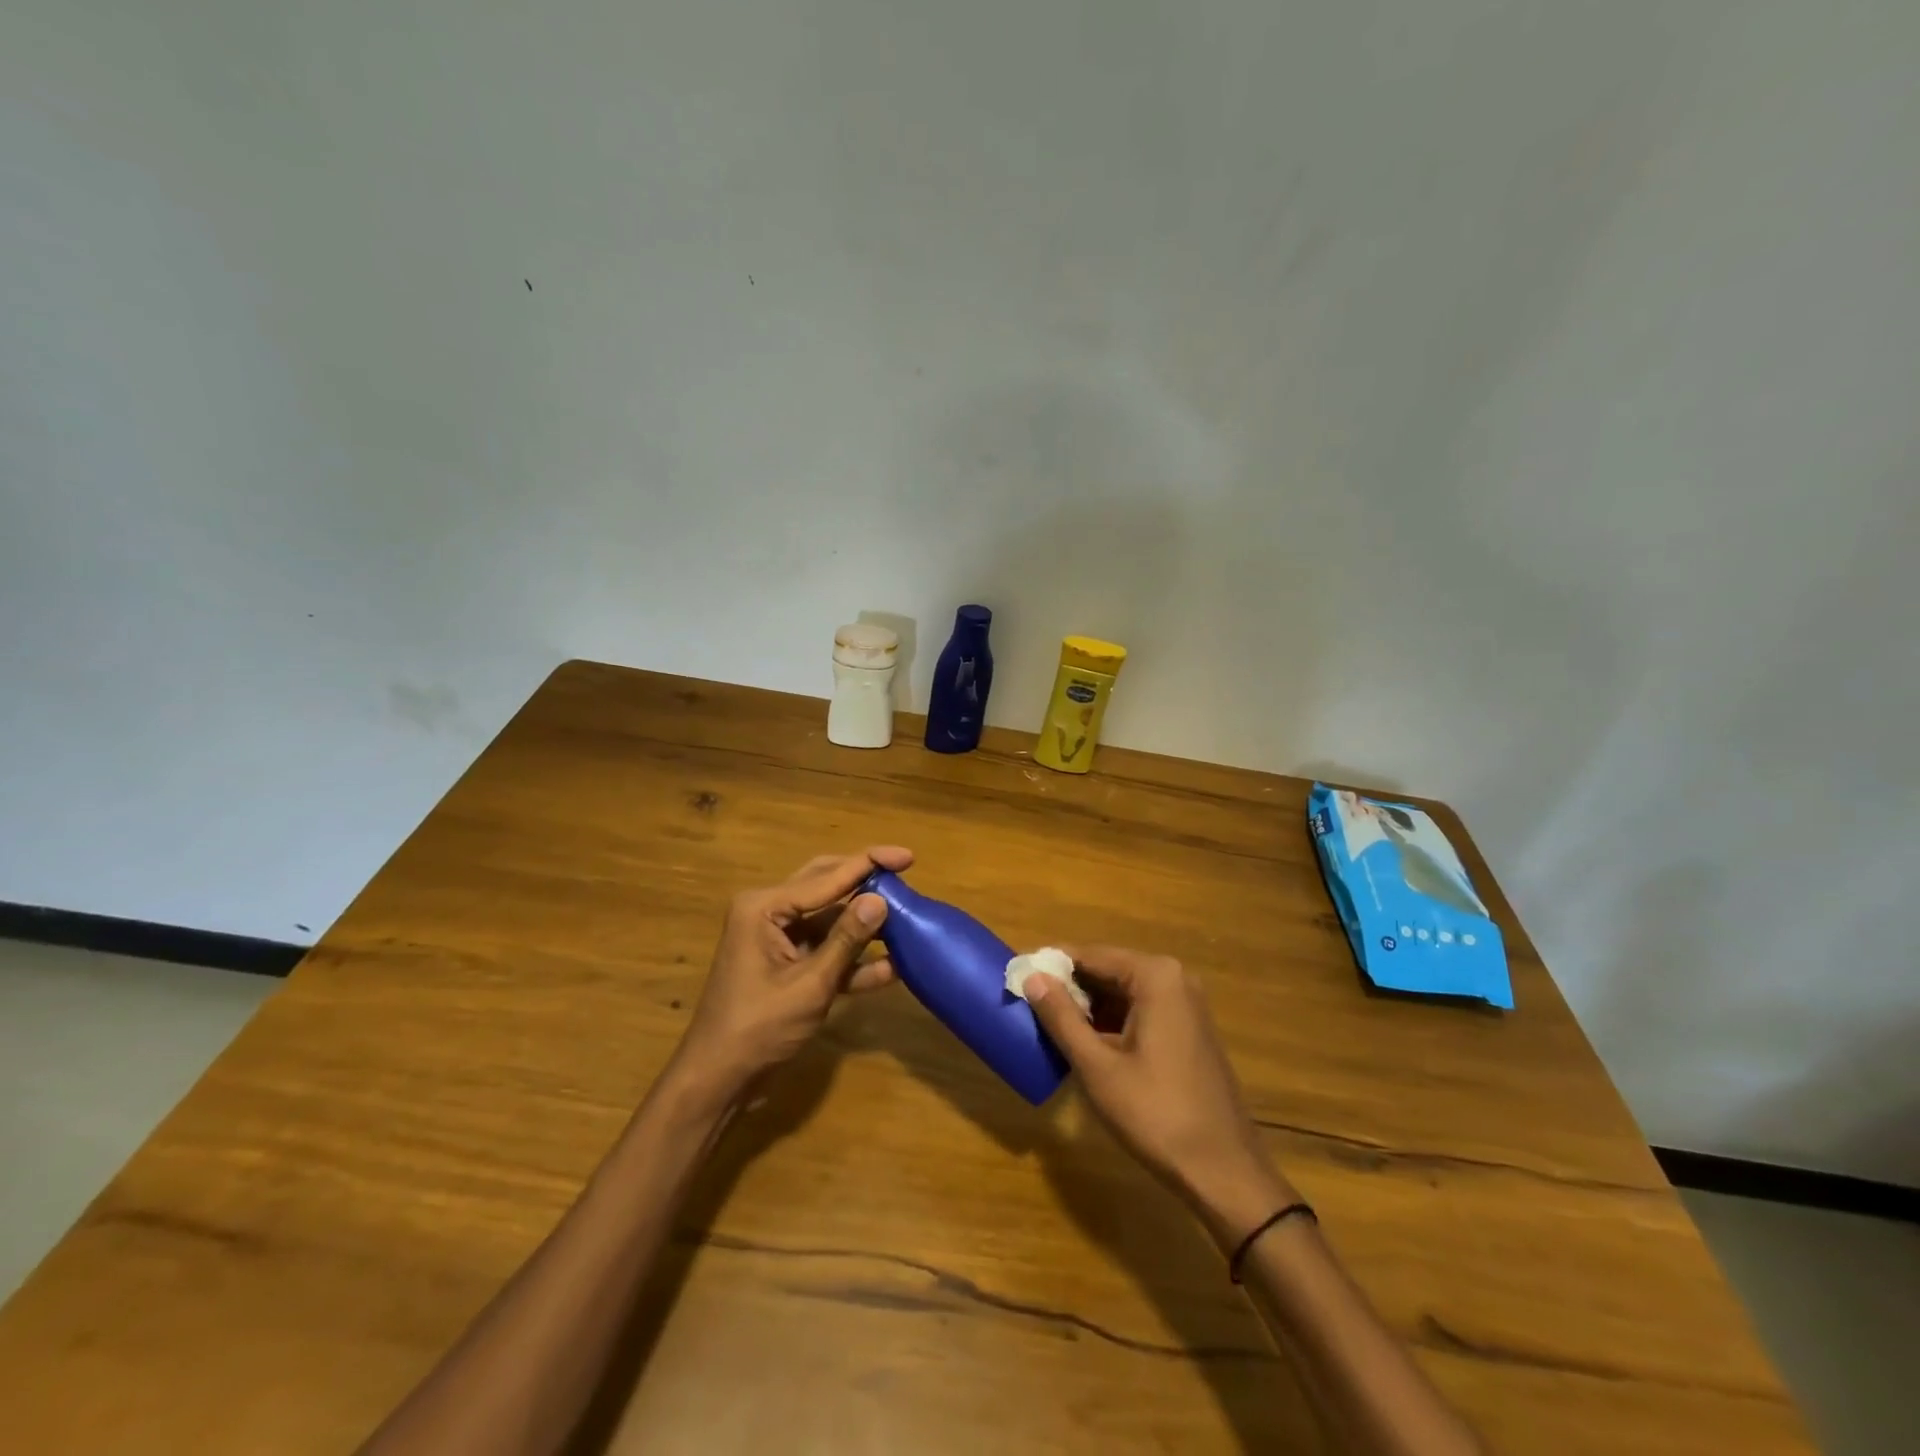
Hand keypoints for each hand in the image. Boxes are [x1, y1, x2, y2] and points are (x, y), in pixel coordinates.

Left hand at [671, 846, 911, 1101]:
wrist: (718, 1081)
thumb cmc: (758, 1029)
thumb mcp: (810, 985)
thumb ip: (847, 939)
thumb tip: (881, 899)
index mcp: (764, 907)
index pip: (826, 876)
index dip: (869, 863)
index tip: (908, 856)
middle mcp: (769, 912)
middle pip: (827, 885)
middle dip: (866, 882)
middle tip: (905, 873)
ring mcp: (777, 939)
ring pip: (830, 918)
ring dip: (864, 923)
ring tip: (907, 920)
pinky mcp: (787, 964)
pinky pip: (826, 949)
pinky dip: (853, 957)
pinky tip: (891, 967)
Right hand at [1025, 945, 1294, 1250]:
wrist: (1225, 1173)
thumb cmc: (1157, 1115)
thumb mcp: (1098, 1067)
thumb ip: (1061, 1017)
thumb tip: (1032, 977)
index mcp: (1155, 976)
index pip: (1091, 955)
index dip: (1052, 966)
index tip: (1017, 976)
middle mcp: (1175, 979)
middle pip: (1108, 971)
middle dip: (1069, 989)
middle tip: (1029, 1006)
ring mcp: (1187, 1005)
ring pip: (1123, 994)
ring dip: (1089, 1008)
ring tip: (1049, 1027)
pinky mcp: (1189, 1031)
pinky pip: (1140, 1012)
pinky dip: (1112, 1024)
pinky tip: (1086, 1046)